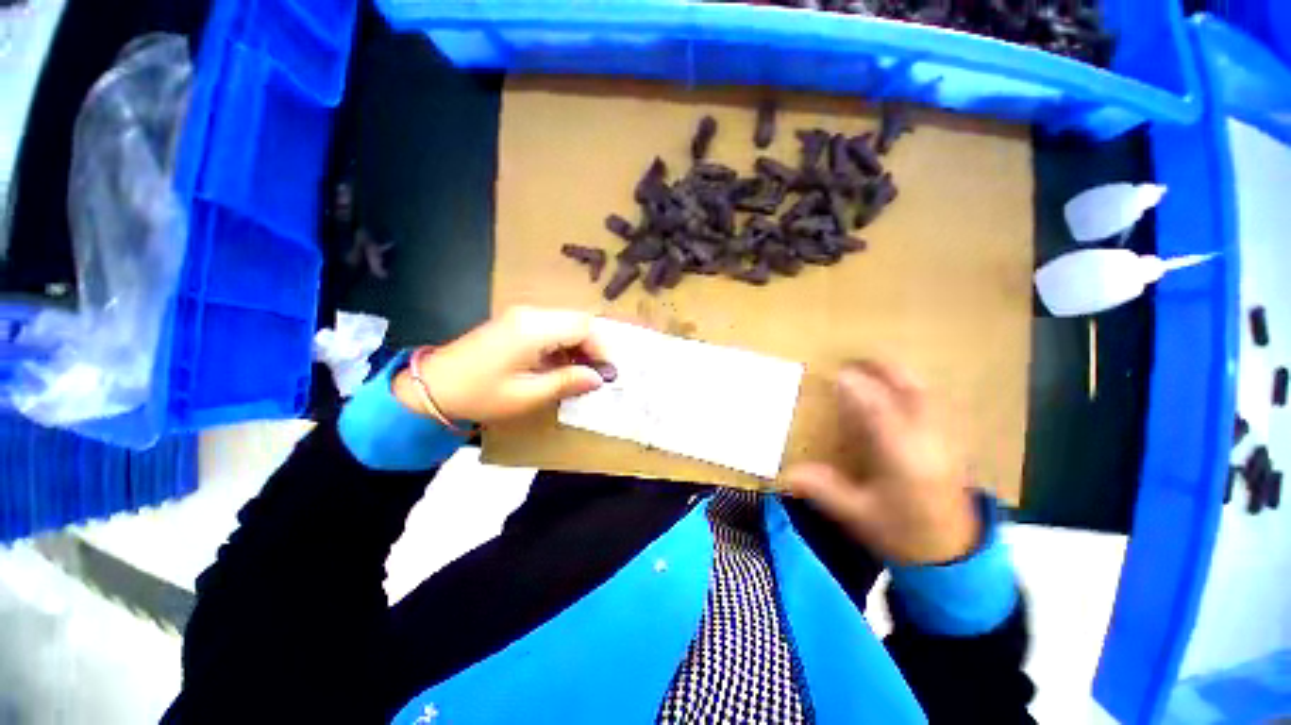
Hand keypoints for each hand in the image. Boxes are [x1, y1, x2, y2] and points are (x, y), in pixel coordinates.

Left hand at [394, 307, 610, 424]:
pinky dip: (564, 344)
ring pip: (566, 322)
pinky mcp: (516, 322)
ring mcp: (522, 315)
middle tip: (596, 373)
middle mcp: (531, 314)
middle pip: (577, 320)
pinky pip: (552, 327)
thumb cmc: (480, 394)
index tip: (607, 373)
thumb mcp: (527, 395)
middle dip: (593, 345)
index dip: (601, 348)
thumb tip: (598, 378)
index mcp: (534, 329)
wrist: (432, 386)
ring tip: (580, 373)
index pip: (583, 326)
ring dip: (579, 345)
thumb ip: (567, 382)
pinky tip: (561, 365)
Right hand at [784, 361, 978, 565]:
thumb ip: (823, 489)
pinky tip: (900, 391)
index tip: (837, 374)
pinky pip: (933, 404)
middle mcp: (926, 442)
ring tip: (875, 367)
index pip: (878, 410)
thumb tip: (787, 473)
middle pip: (910, 391)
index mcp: (901, 458)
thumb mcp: (857, 516)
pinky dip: (914, 389)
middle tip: (856, 360)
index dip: (857, 388)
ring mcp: (945, 441)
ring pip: (925, 394)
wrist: (954, 556)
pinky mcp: (952, 445)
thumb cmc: (903, 535)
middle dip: (884, 370)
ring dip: (899, 375)